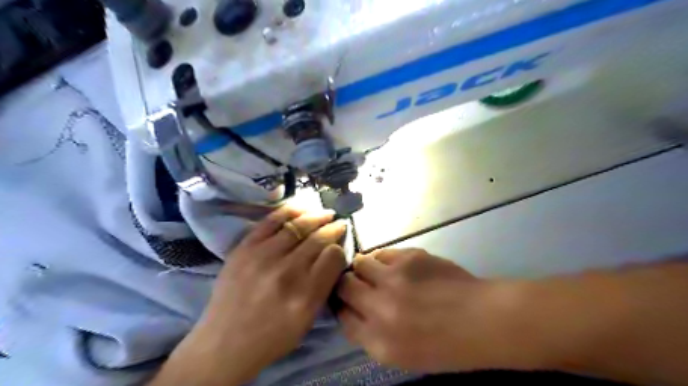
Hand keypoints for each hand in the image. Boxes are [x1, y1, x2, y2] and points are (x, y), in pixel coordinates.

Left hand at [174, 206, 346, 383]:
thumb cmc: (272, 337)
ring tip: (325, 213)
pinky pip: (272, 221)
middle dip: (332, 228)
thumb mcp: (307, 321)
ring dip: (316, 216)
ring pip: (298, 226)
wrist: (224, 343)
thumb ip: (323, 287)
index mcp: (305, 295)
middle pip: (318, 239)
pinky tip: (302, 208)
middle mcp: (286, 272)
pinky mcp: (244, 248)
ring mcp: (262, 257)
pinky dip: (290, 211)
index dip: (339, 248)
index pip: (333, 257)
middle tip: (339, 223)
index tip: (339, 246)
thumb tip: (332, 256)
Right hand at [339, 250, 536, 373]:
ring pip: (359, 263)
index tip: (348, 301)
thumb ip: (372, 335)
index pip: (342, 317)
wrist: (483, 320)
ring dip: (364, 268)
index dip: (342, 306)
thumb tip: (353, 310)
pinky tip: (398, 267)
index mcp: (379, 342)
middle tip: (358, 283)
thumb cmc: (446, 345)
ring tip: (378, 272)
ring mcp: (394, 280)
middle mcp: (380, 309)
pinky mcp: (409, 258)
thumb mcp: (403, 356)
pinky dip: (384, 260)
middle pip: (344, 286)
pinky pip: (383, 253)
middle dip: (347, 284)